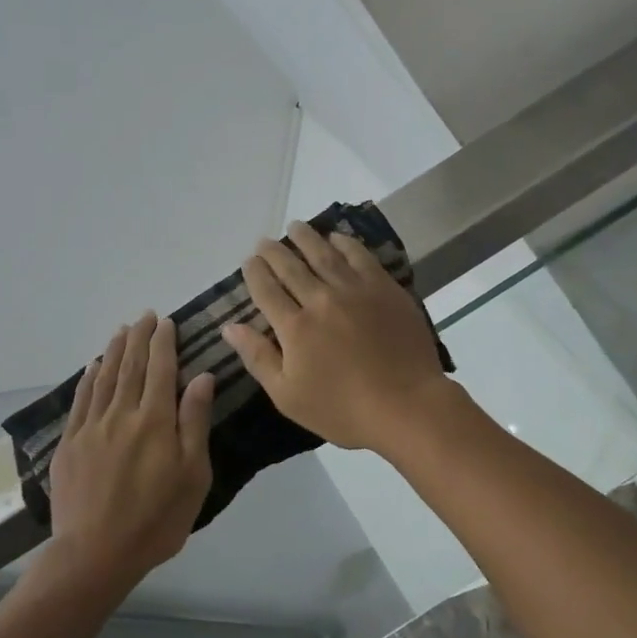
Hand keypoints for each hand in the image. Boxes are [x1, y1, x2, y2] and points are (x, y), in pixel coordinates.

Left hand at [49, 313, 214, 586]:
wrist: (95, 553)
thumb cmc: (156, 520)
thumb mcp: (193, 475)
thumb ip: (194, 422)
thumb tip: (201, 377)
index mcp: (154, 421)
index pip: (160, 369)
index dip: (163, 343)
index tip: (166, 321)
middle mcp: (120, 414)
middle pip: (130, 366)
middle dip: (139, 338)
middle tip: (145, 316)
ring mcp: (90, 428)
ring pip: (103, 378)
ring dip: (114, 351)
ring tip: (121, 330)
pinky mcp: (70, 444)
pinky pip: (80, 400)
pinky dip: (88, 379)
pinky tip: (93, 367)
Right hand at [223, 221, 452, 453]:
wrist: (406, 405)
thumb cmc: (342, 410)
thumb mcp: (288, 395)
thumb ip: (258, 357)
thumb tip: (230, 327)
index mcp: (295, 328)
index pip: (266, 290)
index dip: (254, 273)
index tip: (249, 262)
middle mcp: (321, 300)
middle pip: (292, 267)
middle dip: (274, 252)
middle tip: (265, 242)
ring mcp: (356, 291)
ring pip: (324, 254)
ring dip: (306, 238)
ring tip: (295, 227)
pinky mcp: (385, 289)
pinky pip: (360, 257)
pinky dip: (345, 244)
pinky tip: (337, 238)